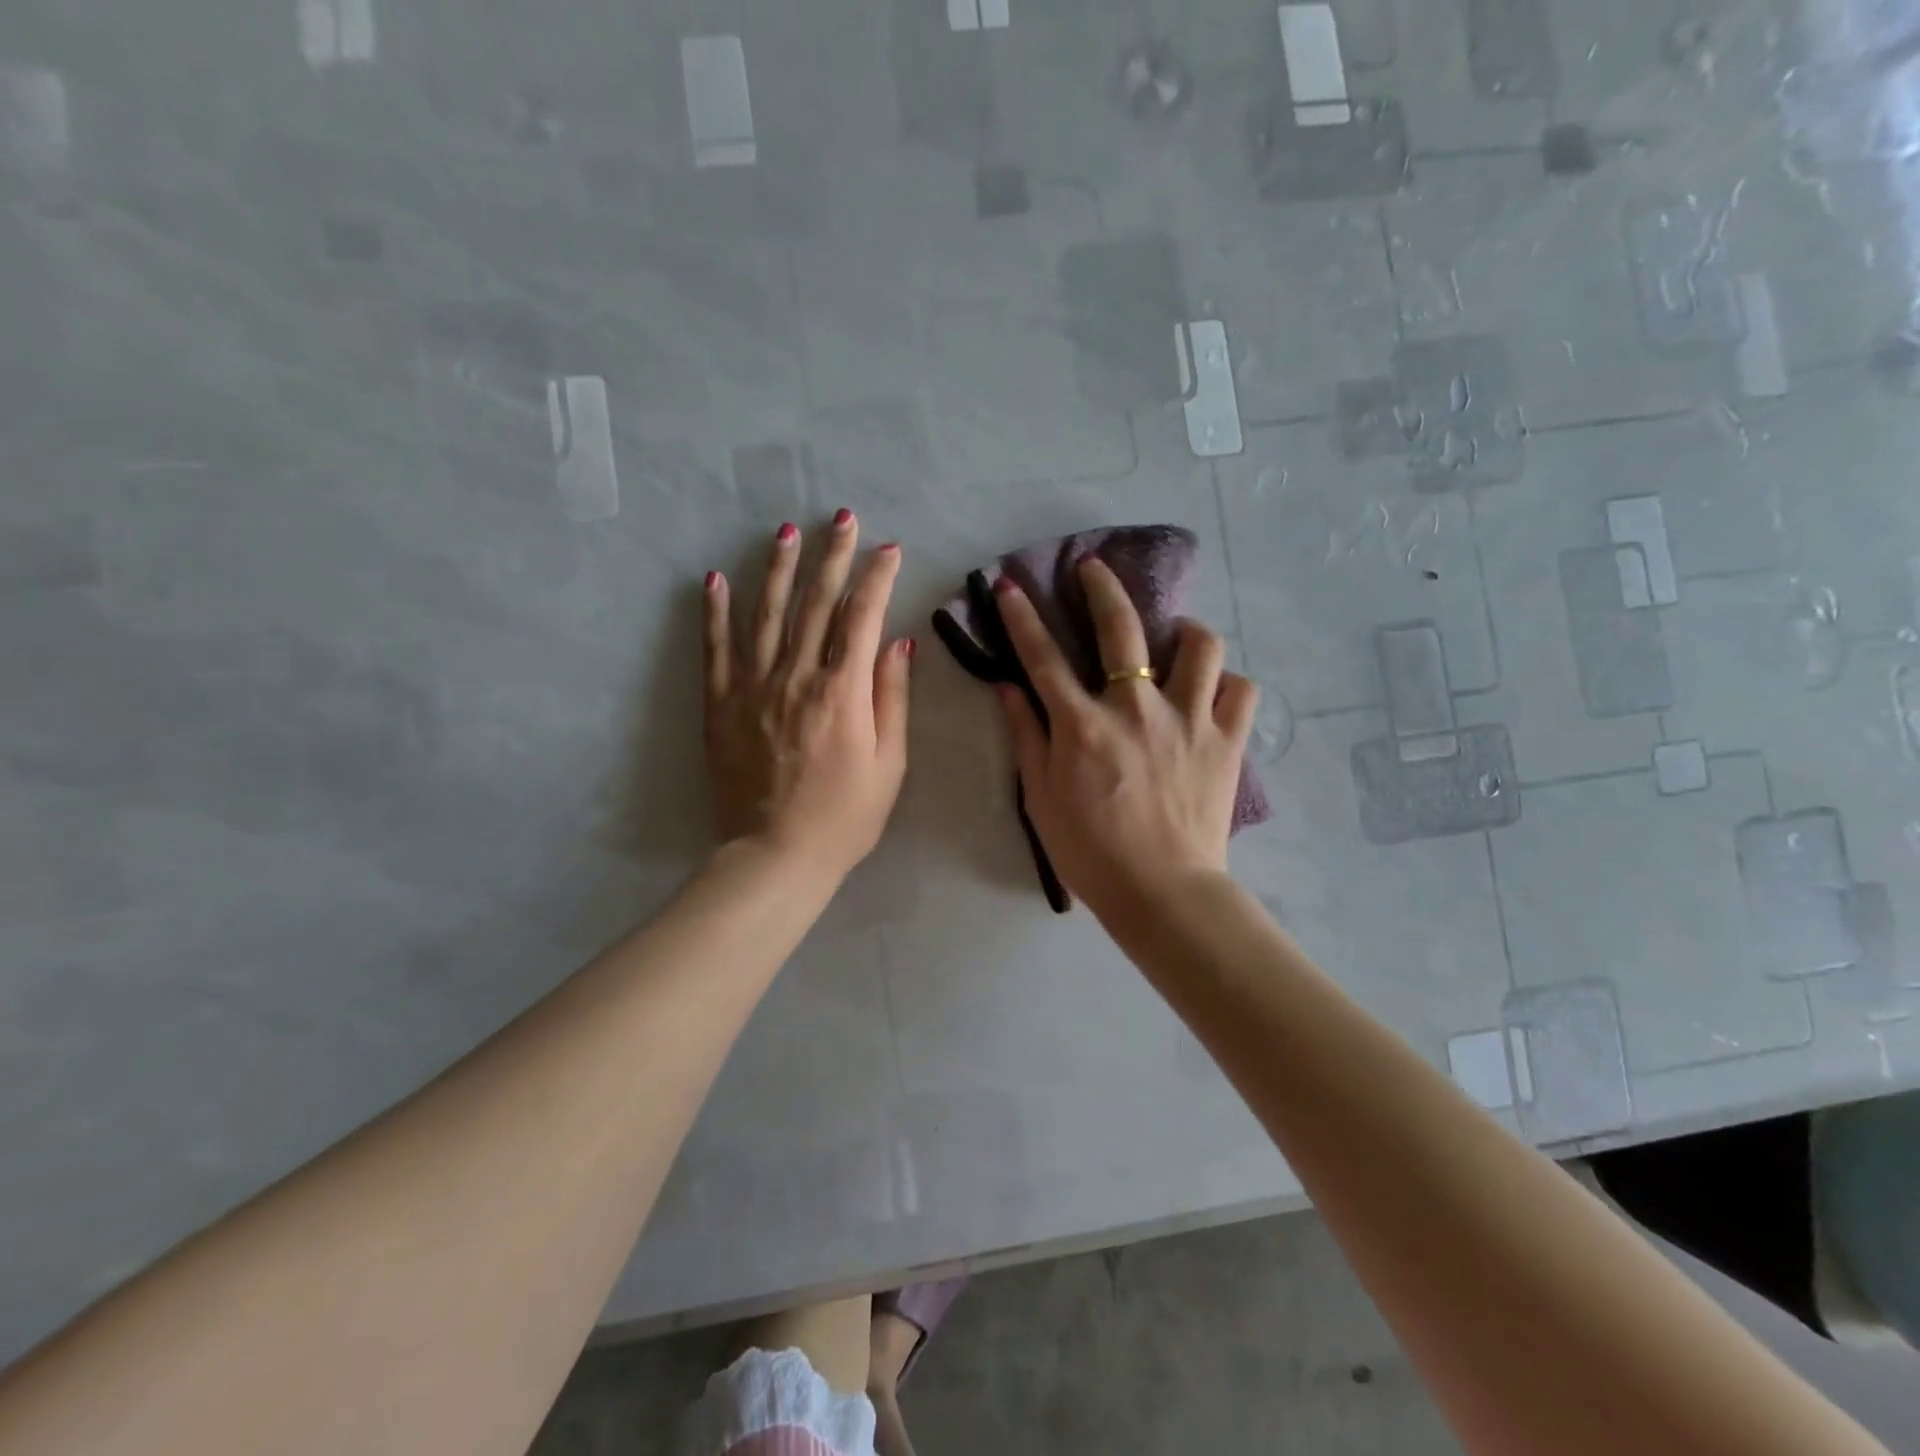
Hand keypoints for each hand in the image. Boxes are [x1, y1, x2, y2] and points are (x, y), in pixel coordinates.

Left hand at [702, 513, 912, 882]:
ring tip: (786, 532)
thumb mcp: (890, 762)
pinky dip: (715, 613)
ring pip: (767, 614)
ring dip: (778, 569)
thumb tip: (898, 641)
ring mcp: (753, 687)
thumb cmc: (846, 816)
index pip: (863, 617)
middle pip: (816, 604)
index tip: (889, 549)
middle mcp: (797, 677)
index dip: (878, 578)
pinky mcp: (721, 705)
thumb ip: (892, 697)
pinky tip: (715, 579)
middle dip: (833, 557)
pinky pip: (716, 650)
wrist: (777, 855)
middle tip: (841, 518)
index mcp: (843, 691)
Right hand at [993, 558, 1256, 922]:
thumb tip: (1007, 687)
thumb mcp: (1040, 798)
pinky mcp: (1227, 740)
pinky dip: (1227, 684)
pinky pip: (1240, 690)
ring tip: (1175, 635)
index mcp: (1083, 725)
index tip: (1010, 586)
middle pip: (1121, 628)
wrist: (1162, 893)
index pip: (1043, 657)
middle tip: (1094, 568)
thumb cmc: (1090, 853)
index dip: (1022, 617)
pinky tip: (1212, 692)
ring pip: (1200, 646)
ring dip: (1184, 630)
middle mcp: (1136, 708)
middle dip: (1102, 587)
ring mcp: (1189, 720)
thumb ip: (1025, 736)